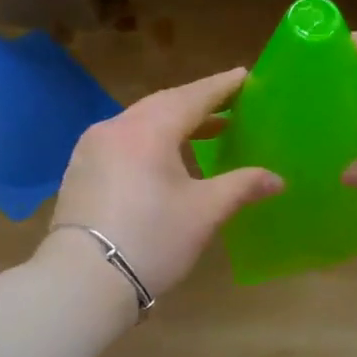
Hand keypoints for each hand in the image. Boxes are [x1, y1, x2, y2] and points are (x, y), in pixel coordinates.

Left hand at [45, 67, 282, 297]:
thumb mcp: (204, 212)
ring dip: (173, 124)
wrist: (83, 281)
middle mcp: (116, 128)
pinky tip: (164, 161)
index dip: (221, 87)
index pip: (193, 97)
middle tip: (229, 105)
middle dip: (198, 104)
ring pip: (140, 123)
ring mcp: (91, 148)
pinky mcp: (80, 171)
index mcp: (148, 129)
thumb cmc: (152, 239)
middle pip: (163, 105)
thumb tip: (276, 179)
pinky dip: (149, 142)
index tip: (244, 76)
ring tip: (204, 133)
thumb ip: (242, 186)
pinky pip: (122, 142)